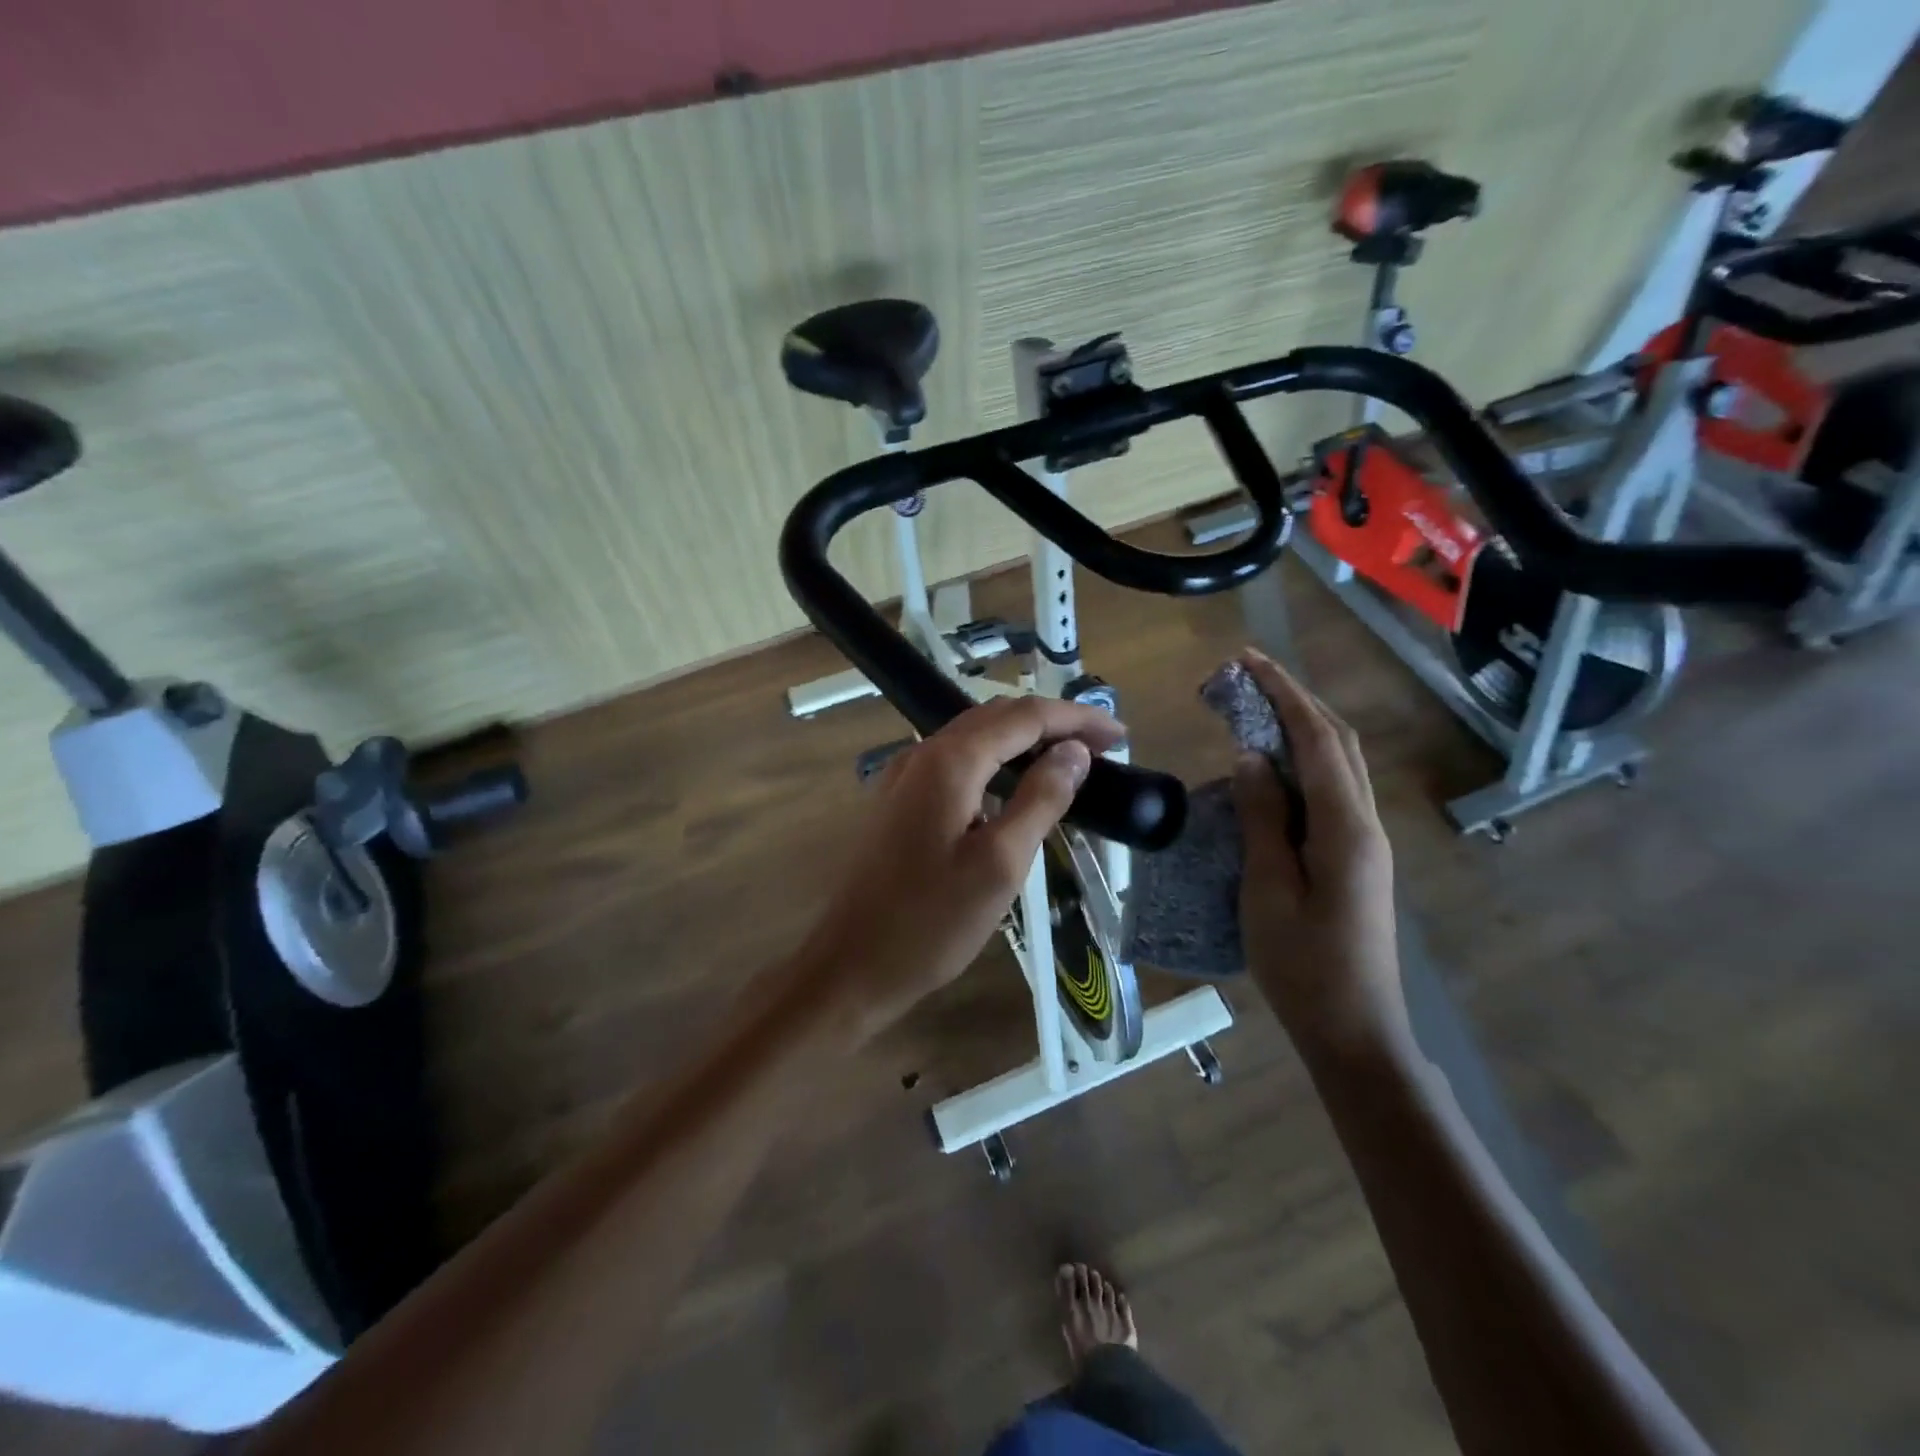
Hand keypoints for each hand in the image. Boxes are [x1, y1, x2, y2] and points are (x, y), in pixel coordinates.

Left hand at [792, 695, 1124, 1043]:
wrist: (850, 965)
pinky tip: (1014, 787)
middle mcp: (922, 754)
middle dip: (1053, 723)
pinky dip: (995, 761)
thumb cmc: (930, 923)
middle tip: (1101, 748)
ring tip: (1067, 762)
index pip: (1025, 716)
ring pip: (975, 736)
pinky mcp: (898, 800)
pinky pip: (956, 761)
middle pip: (998, 716)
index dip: (1077, 719)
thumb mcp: (1000, 865)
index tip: (1119, 736)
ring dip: (1024, 740)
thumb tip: (1073, 752)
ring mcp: (904, 776)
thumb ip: (1040, 800)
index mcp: (950, 762)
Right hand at [1231, 651, 1404, 1056]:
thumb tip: (1254, 758)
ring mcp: (1366, 843)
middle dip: (1295, 701)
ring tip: (1255, 710)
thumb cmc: (1303, 966)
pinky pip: (1332, 792)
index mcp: (1344, 828)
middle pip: (1338, 743)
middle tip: (1247, 677)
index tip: (1247, 660)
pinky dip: (1304, 763)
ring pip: (1339, 765)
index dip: (1283, 694)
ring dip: (1302, 728)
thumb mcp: (1268, 889)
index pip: (1316, 740)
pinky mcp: (1357, 860)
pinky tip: (1273, 769)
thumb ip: (1263, 819)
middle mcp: (1364, 824)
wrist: (1354, 1032)